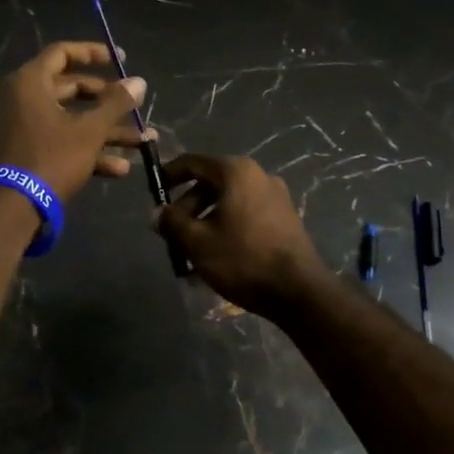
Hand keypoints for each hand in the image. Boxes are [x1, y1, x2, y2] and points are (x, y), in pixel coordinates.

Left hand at [0, 42, 152, 201]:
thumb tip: (139, 82)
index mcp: (30, 82)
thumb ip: (116, 103)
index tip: (120, 59)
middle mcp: (23, 99)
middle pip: (70, 89)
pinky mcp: (28, 152)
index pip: (62, 53)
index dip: (93, 53)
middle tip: (133, 105)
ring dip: (106, 130)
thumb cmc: (52, 157)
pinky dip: (88, 150)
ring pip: (71, 119)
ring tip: (142, 142)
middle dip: (107, 101)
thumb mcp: (90, 129)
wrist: (15, 207)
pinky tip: (120, 168)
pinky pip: (62, 141)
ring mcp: (24, 127)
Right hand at [155, 154, 330, 316]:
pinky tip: (216, 259)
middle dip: (187, 208)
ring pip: (228, 203)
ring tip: (190, 254)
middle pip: (211, 184)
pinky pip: (245, 216)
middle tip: (171, 234)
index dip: (169, 175)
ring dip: (205, 223)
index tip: (153, 192)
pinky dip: (226, 229)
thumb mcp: (197, 242)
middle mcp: (258, 176)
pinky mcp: (285, 219)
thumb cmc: (243, 259)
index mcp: (236, 172)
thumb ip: (172, 223)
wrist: (299, 291)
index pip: (192, 162)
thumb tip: (157, 213)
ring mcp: (275, 197)